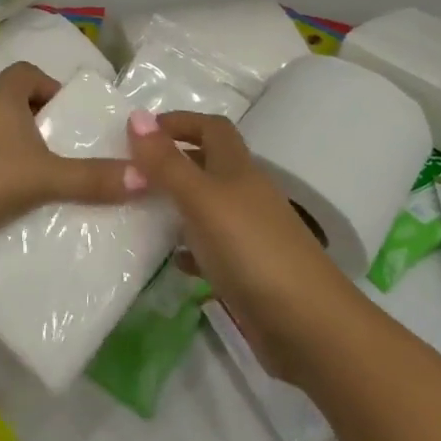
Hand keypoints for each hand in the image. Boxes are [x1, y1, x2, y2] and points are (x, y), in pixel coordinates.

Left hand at [0, 63, 135, 251]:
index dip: (52, 91)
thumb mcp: (41, 179)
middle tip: (51, 150)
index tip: (66, 120)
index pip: (30, 74)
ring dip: (2, 140)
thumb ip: (91, 179)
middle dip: (30, 119)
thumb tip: (147, 177)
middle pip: (7, 97)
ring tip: (22, 174)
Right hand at [126, 109, 352, 380]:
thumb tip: (136, 114)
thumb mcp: (202, 200)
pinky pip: (211, 250)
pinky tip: (169, 261)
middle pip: (209, 165)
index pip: (211, 128)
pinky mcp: (248, 272)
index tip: (140, 131)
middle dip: (173, 161)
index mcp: (238, 169)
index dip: (179, 122)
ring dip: (177, 205)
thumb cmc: (252, 250)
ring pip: (207, 207)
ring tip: (138, 212)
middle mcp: (245, 195)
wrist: (309, 326)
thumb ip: (167, 163)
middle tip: (130, 172)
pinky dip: (189, 249)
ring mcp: (249, 235)